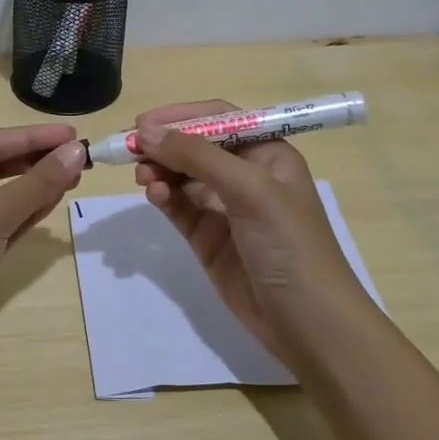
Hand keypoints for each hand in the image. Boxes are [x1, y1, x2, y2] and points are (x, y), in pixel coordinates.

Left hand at [0, 123, 85, 403]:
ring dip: (35, 185)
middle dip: (34, 160)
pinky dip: (27, 213)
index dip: (31, 137)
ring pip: (1, 197)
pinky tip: (53, 202)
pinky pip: (3, 225)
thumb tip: (76, 152)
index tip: (73, 134)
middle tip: (78, 157)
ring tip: (74, 176)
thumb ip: (35, 184)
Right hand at [132, 100, 370, 366]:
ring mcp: (225, 208)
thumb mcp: (249, 189)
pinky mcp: (208, 238)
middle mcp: (246, 175)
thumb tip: (145, 131)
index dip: (181, 117)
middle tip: (130, 150)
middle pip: (195, 147)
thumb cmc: (289, 243)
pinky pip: (178, 207)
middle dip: (164, 145)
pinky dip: (163, 197)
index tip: (143, 122)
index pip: (218, 119)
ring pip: (182, 176)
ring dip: (160, 170)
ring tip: (142, 177)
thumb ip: (196, 157)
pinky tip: (154, 196)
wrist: (308, 322)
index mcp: (267, 154)